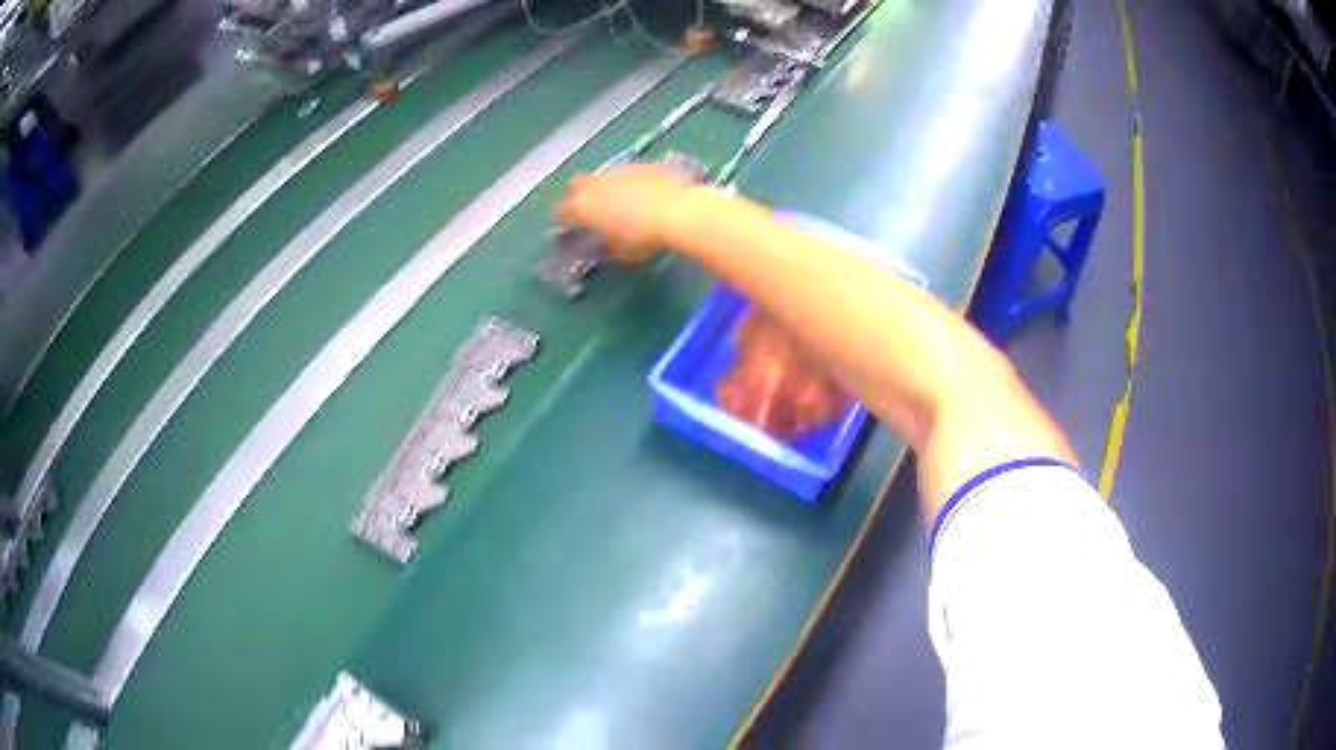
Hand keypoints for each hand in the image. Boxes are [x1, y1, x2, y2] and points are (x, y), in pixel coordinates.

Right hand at [554, 164, 697, 263]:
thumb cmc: (642, 238)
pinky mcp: (644, 165)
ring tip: (622, 199)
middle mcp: (597, 184)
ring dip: (608, 186)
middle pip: (578, 183)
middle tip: (591, 205)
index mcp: (584, 206)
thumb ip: (609, 244)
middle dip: (580, 192)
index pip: (562, 209)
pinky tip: (645, 192)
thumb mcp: (622, 252)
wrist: (677, 211)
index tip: (568, 223)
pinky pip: (631, 173)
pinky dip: (633, 182)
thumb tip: (609, 242)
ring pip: (605, 175)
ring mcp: (621, 170)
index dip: (563, 216)